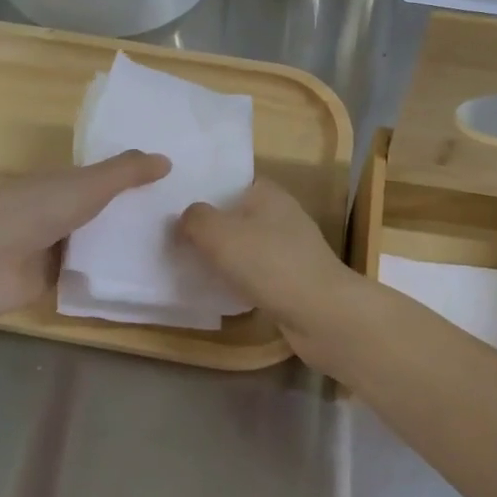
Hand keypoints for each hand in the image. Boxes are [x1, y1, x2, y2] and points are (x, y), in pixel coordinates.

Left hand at [0, 150, 171, 321]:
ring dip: (124, 241)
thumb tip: (168, 159)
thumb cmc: (35, 212)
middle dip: (133, 210)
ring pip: (98, 238)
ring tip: (173, 244)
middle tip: (182, 215)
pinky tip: (143, 272)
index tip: (170, 181)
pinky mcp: (52, 275)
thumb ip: (126, 172)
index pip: (101, 174)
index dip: (131, 175)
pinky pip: (90, 268)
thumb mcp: (88, 185)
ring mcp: (52, 243)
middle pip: (102, 207)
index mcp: (58, 179)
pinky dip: (110, 269)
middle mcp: (55, 207)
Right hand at [178, 178, 367, 367]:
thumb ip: (195, 219)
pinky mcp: (294, 279)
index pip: (232, 183)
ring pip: (247, 247)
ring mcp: (292, 249)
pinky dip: (240, 280)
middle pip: (237, 216)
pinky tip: (221, 292)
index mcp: (269, 193)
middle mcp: (283, 215)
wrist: (321, 313)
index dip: (205, 193)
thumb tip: (187, 219)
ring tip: (191, 267)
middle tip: (176, 242)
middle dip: (210, 229)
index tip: (176, 209)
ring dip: (224, 258)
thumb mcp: (218, 234)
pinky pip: (258, 273)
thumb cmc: (268, 263)